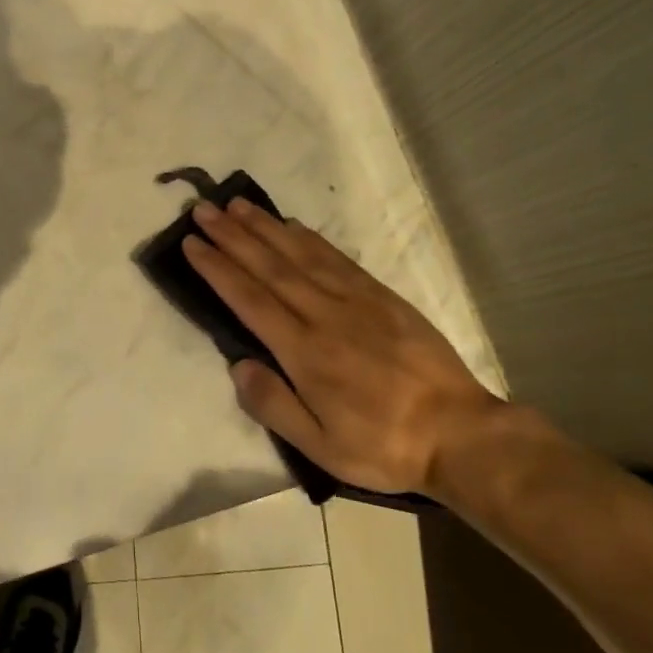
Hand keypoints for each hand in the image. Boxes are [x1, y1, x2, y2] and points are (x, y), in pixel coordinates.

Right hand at [183, 199, 502, 495]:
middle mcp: (325, 316)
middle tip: (203, 210)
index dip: (218, 269)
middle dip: (232, 236)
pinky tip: (291, 224)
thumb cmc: (384, 445)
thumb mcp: (323, 448)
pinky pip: (336, 258)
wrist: (460, 433)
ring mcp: (355, 300)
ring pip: (300, 254)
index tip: (192, 243)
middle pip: (269, 267)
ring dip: (264, 227)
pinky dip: (309, 237)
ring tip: (236, 204)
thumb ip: (275, 406)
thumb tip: (238, 366)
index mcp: (305, 353)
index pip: (250, 300)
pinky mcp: (381, 295)